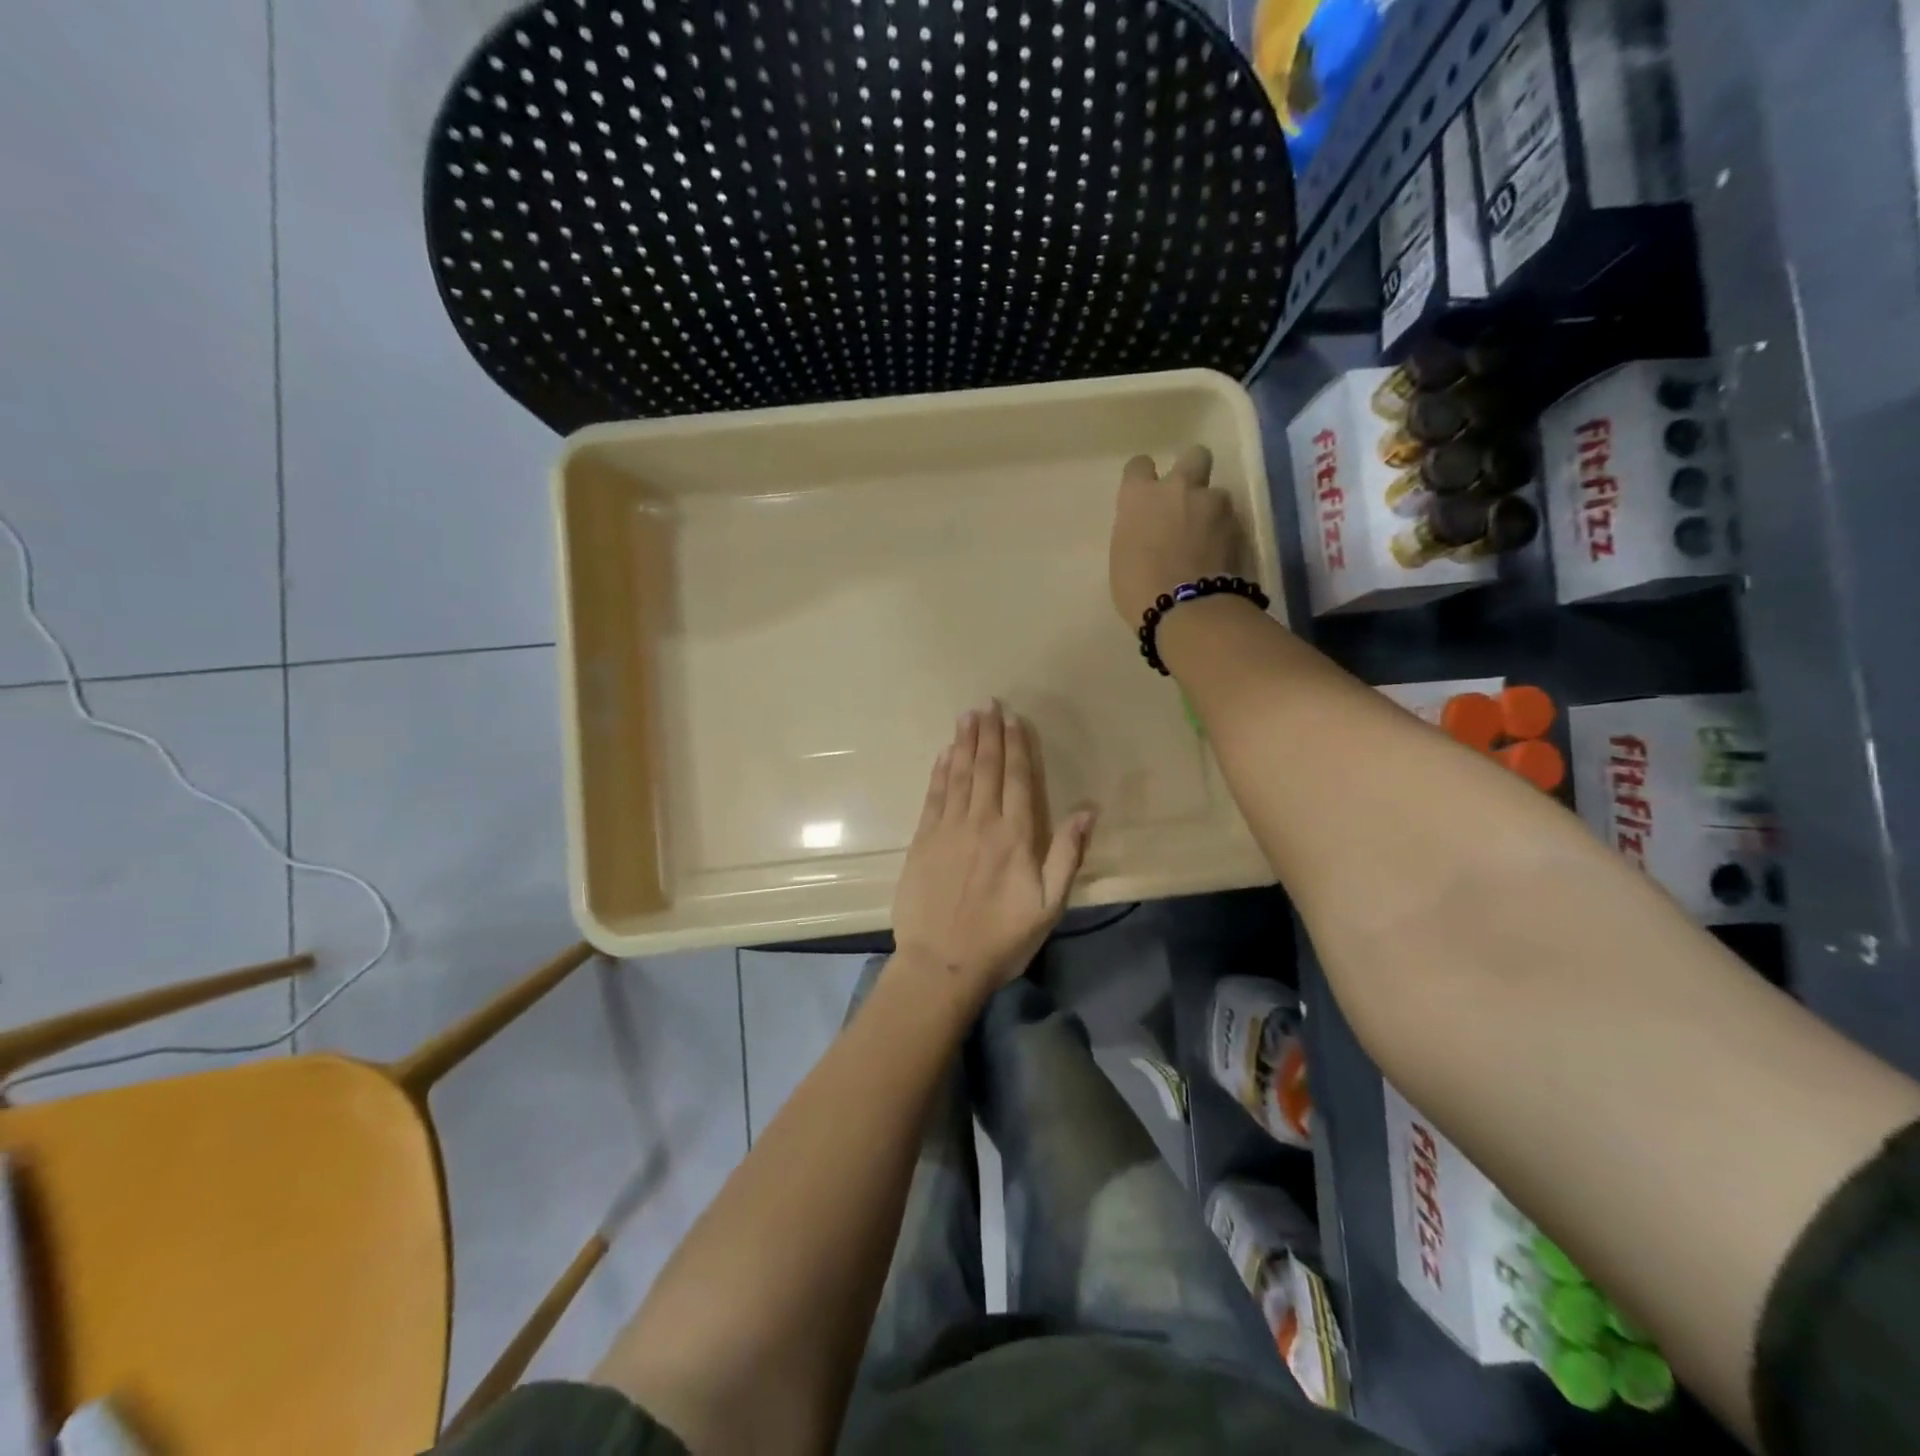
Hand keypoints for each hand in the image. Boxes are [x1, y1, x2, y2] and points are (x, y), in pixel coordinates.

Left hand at [892, 702, 1094, 997]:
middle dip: (989, 734)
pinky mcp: (923, 841)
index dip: (1016, 746)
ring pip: (958, 775)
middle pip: (987, 769)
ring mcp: (948, 829)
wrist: (941, 963)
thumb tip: (1088, 810)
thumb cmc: (1002, 939)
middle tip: (987, 703)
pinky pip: (933, 796)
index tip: (1013, 719)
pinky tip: (944, 754)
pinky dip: (940, 771)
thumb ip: (1067, 855)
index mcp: (1016, 836)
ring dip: (964, 743)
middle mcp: (981, 823)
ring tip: (967, 716)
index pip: (1017, 779)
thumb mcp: (1049, 906)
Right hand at [1110, 446, 1245, 625]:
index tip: (1144, 494)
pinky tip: (1218, 555)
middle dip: (1192, 470)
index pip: (1139, 465)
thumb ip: (1137, 530)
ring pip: (1216, 493)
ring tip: (1206, 539)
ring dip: (1211, 509)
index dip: (1143, 478)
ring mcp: (1213, 503)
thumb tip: (1149, 530)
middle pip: (1194, 455)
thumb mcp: (1123, 555)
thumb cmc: (1138, 588)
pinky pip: (1230, 520)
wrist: (1185, 608)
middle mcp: (1178, 487)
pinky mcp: (1238, 524)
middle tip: (1186, 498)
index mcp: (1140, 496)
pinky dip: (1225, 533)